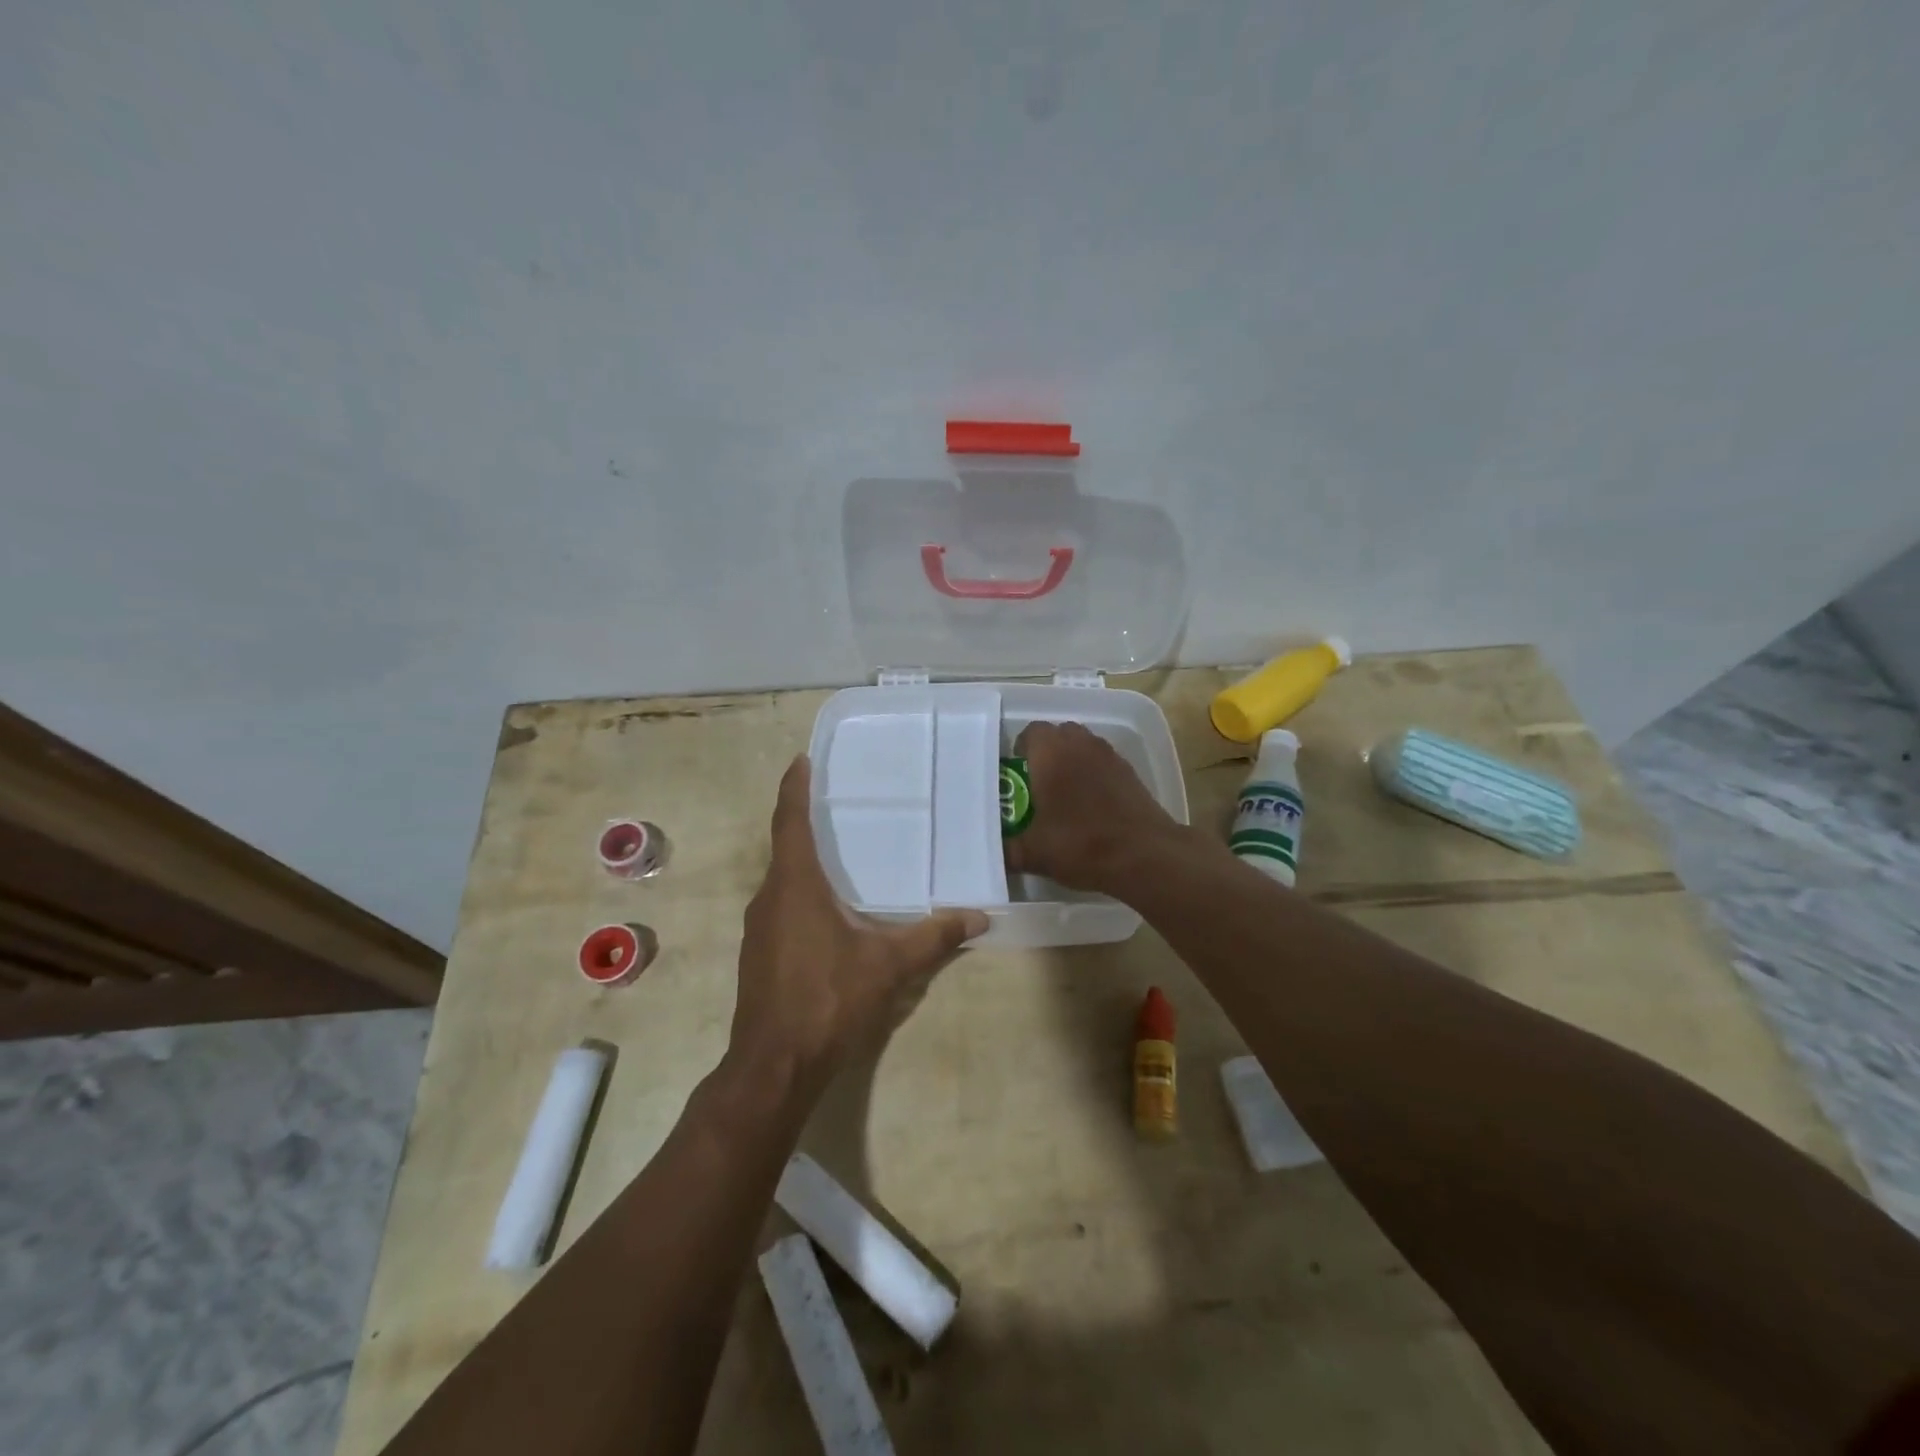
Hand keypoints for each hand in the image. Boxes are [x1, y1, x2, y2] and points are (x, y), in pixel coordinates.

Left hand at [727, 756, 986, 1097]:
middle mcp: (769, 898)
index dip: (794, 788)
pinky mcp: (758, 954)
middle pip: (784, 847)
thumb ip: (933, 938)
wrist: (774, 1065)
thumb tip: (979, 917)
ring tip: (838, 853)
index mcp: (795, 886)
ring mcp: (758, 928)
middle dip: (805, 822)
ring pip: (781, 880)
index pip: (789, 822)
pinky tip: (827, 910)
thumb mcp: (888, 966)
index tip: (800, 760)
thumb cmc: (828, 1000)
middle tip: (837, 804)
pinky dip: (800, 893)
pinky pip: (780, 906)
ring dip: (803, 861)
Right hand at [1004, 721, 1186, 892]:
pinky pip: (1104, 762)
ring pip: (1084, 745)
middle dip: (1047, 752)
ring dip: (1073, 760)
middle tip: (1039, 782)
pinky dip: (1095, 773)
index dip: (1021, 749)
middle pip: (1059, 733)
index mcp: (1050, 754)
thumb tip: (993, 854)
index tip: (1017, 774)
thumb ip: (1008, 851)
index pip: (1031, 732)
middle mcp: (1080, 745)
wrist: (1144, 855)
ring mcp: (1109, 756)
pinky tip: (1092, 804)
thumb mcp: (1034, 854)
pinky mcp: (1131, 772)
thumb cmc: (1081, 845)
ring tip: (1066, 792)